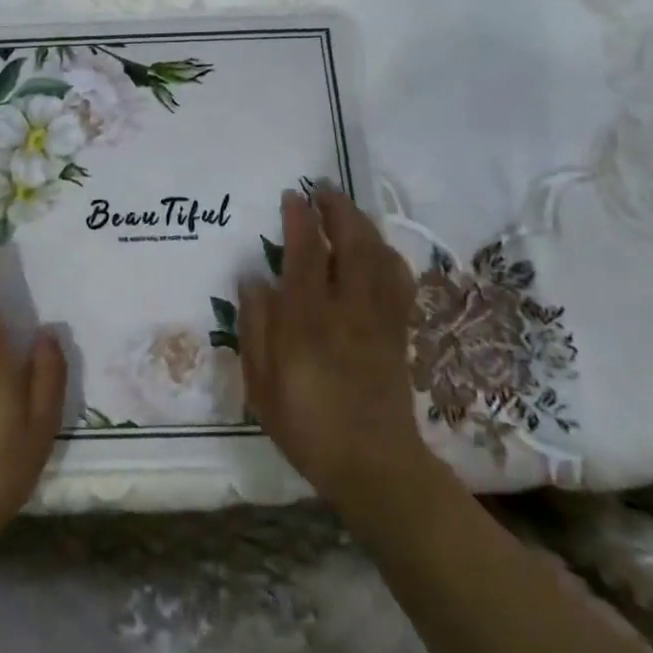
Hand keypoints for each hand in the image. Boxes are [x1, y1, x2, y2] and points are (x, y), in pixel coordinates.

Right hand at [239, 188, 431, 515]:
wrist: (373, 465)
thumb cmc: (306, 425)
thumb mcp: (260, 382)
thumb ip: (254, 325)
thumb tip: (253, 277)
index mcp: (309, 318)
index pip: (307, 252)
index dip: (300, 218)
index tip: (292, 195)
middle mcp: (348, 308)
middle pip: (351, 243)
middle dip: (338, 208)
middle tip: (322, 187)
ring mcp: (379, 318)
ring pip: (379, 256)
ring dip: (363, 224)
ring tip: (346, 208)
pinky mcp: (398, 332)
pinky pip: (399, 281)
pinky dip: (388, 255)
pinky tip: (376, 249)